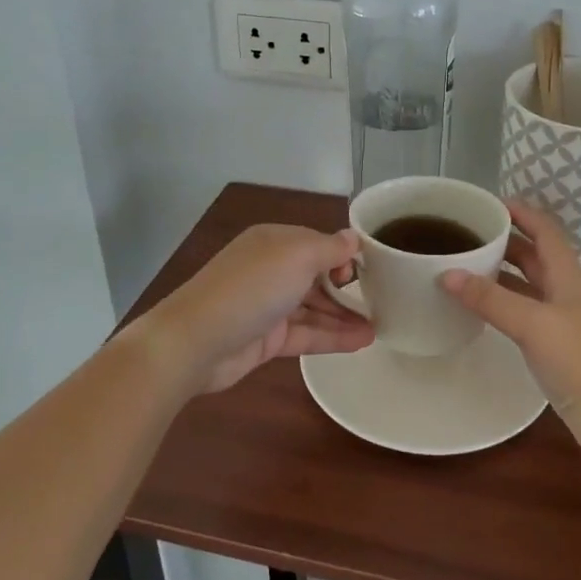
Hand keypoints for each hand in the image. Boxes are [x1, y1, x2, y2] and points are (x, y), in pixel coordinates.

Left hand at [145, 225, 372, 393]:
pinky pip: (307, 334)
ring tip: (381, 326)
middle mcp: (271, 270)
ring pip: (314, 307)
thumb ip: (330, 248)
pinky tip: (362, 341)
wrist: (196, 341)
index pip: (317, 243)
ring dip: (345, 315)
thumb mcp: (297, 256)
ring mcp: (268, 306)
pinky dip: (333, 336)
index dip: (344, 254)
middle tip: (384, 299)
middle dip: (348, 287)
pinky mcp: (267, 340)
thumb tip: (353, 238)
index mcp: (274, 242)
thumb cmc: (251, 287)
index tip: (373, 268)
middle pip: (317, 276)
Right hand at [440, 202, 580, 468]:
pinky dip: (504, 299)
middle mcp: (567, 292)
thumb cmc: (578, 362)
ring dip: (504, 270)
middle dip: (506, 240)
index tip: (489, 203)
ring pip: (530, 282)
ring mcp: (563, 319)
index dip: (522, 213)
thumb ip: (490, 299)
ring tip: (468, 262)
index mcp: (568, 278)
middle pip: (536, 255)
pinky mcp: (556, 344)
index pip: (546, 231)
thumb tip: (447, 273)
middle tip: (469, 232)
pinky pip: (526, 309)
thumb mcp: (531, 325)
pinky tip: (483, 305)